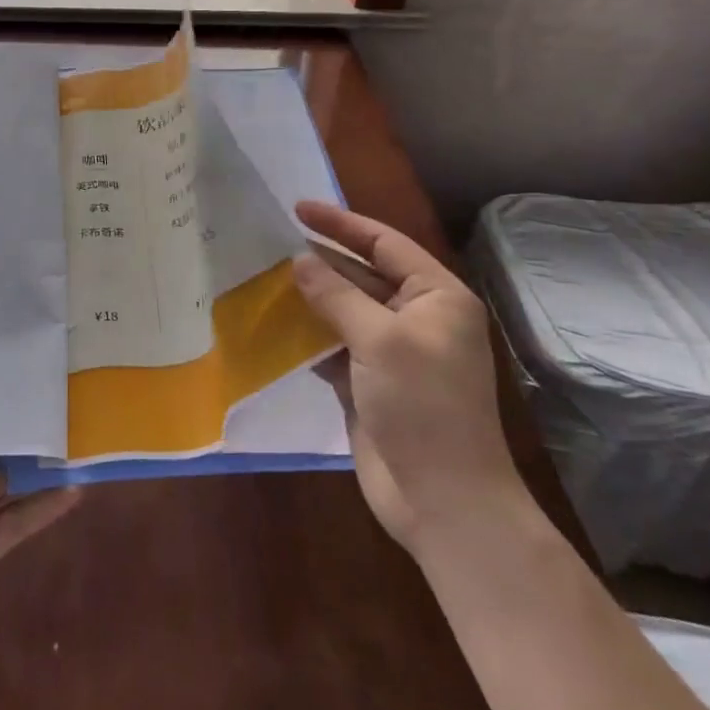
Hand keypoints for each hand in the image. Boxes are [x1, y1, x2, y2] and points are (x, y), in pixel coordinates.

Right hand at [293, 201, 525, 551]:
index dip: (340, 223)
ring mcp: (393, 352)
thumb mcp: (380, 339)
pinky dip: (308, 334)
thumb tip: (298, 260)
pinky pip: (334, 344)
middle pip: (362, 274)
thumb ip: (336, 295)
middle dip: (321, 260)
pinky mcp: (370, 382)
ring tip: (264, 276)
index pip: (383, 243)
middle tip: (271, 242)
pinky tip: (276, 324)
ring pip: (344, 309)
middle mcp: (417, 317)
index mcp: (436, 296)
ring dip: (310, 297)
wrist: (444, 501)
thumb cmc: (423, 406)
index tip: (297, 208)